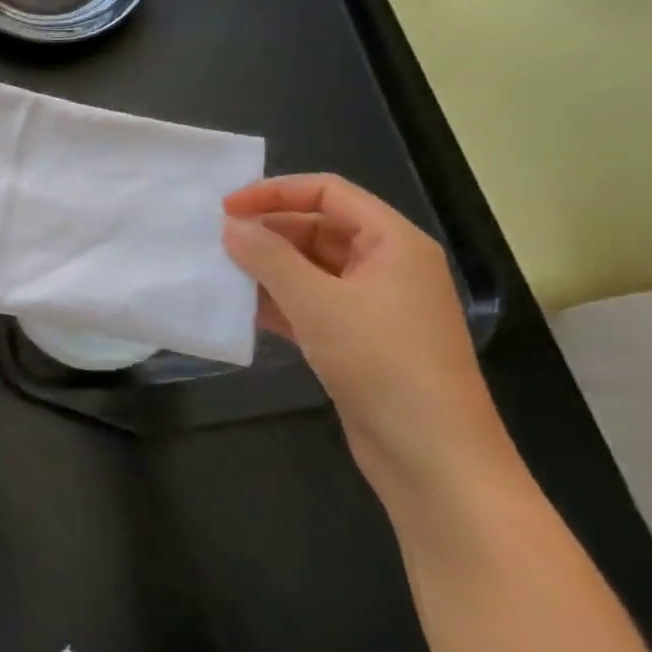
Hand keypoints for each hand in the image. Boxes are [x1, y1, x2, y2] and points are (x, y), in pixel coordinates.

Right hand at [222, 174, 518, 512]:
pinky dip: (278, 301)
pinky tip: (241, 309)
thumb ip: (268, 257)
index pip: (328, 192)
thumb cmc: (383, 364)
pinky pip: (311, 303)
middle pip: (318, 226)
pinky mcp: (359, 339)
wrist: (433, 459)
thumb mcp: (318, 303)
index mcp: (393, 242)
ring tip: (222, 272)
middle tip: (218, 242)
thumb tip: (230, 226)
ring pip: (311, 267)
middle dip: (268, 231)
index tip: (226, 209)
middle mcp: (387, 265)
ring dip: (268, 267)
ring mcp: (374, 305)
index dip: (275, 192)